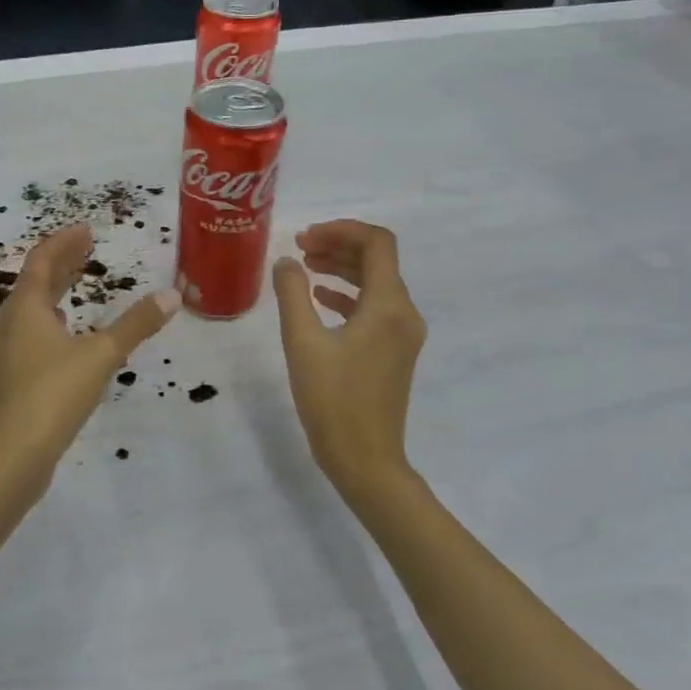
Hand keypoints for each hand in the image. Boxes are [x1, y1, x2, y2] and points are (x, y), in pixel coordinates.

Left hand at [0, 225, 179, 485]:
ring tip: (76, 283)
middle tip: (87, 248)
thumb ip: (136, 325)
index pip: (42, 260)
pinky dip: (48, 319)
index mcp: (25, 308)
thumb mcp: (101, 356)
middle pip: (34, 281)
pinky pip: (28, 332)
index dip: (65, 242)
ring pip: (29, 308)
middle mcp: (8, 322)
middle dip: (61, 262)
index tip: (88, 230)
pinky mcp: (8, 377)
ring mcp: (4, 351)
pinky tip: (63, 333)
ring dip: (53, 290)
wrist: (10, 457)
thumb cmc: (53, 395)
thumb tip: (172, 296)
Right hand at [272, 220, 426, 498]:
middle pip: (377, 260)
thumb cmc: (332, 400)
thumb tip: (286, 261)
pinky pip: (374, 308)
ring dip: (342, 267)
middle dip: (338, 245)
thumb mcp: (302, 342)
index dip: (341, 229)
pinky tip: (319, 298)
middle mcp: (404, 313)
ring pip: (376, 283)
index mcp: (389, 305)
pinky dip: (348, 294)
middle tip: (299, 247)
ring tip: (304, 266)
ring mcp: (402, 334)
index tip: (305, 237)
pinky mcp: (394, 352)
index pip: (377, 243)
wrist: (364, 460)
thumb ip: (292, 293)